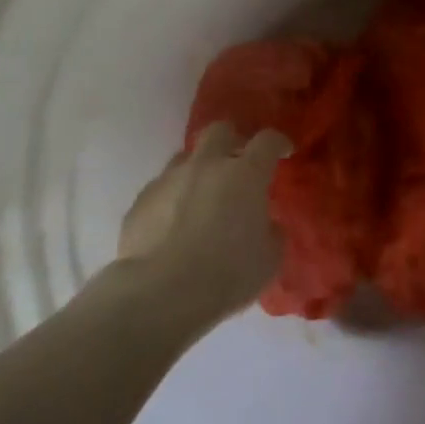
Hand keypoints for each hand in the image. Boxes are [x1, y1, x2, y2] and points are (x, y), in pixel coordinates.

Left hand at [119, 122, 290, 320]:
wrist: (161, 292)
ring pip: (185, 158)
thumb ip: (271, 232)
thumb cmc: (227, 274)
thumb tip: (265, 224)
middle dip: (232, 140)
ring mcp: (169, 179)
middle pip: (219, 131)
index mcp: (245, 175)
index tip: (283, 152)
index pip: (267, 141)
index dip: (278, 143)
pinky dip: (173, 198)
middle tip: (238, 163)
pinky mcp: (141, 200)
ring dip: (198, 170)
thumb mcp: (269, 259)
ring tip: (202, 197)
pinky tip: (173, 224)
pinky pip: (161, 188)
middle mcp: (206, 166)